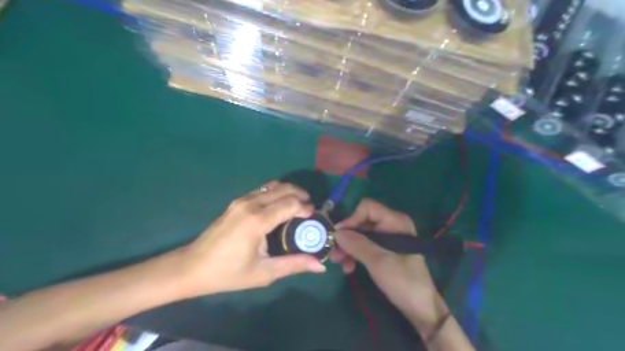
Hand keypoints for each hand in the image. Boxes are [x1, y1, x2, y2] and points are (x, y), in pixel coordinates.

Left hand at [178, 182, 324, 297]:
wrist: (192, 267)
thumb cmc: (228, 273)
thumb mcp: (264, 273)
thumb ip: (294, 265)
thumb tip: (321, 266)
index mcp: (257, 220)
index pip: (290, 203)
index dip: (305, 207)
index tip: (313, 216)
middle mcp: (250, 204)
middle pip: (283, 189)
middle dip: (300, 195)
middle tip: (309, 209)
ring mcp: (241, 201)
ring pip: (272, 186)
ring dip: (288, 192)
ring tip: (298, 206)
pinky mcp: (236, 202)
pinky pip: (262, 191)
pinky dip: (276, 194)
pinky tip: (279, 207)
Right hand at [332, 201, 443, 329]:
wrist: (421, 308)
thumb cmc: (403, 281)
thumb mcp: (378, 261)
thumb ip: (357, 244)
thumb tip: (337, 233)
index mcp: (395, 222)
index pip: (368, 208)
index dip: (352, 219)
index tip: (339, 236)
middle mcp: (391, 225)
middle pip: (362, 222)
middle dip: (347, 237)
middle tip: (335, 253)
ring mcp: (388, 238)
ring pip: (361, 235)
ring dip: (349, 247)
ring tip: (340, 263)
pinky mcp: (385, 251)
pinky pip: (365, 246)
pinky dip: (355, 254)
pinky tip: (349, 267)